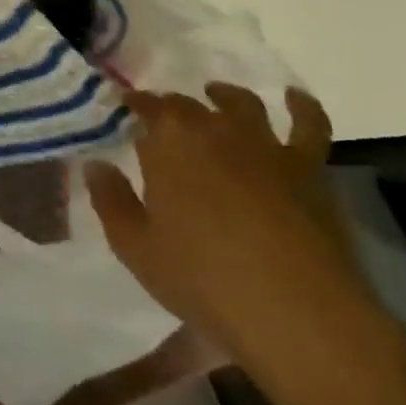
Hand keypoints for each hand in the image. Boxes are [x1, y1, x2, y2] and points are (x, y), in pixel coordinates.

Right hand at [86, 85, 378, 370]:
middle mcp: (215, 128)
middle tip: (162, 119)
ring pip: (242, 105)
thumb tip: (96, 165)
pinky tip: (294, 98)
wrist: (294, 310)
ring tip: (216, 94)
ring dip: (225, 96)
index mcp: (170, 141)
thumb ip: (111, 201)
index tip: (125, 106)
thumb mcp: (136, 248)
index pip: (147, 108)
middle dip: (171, 108)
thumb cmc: (203, 279)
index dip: (135, 105)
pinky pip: (309, 125)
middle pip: (188, 106)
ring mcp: (265, 144)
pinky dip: (302, 107)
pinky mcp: (308, 167)